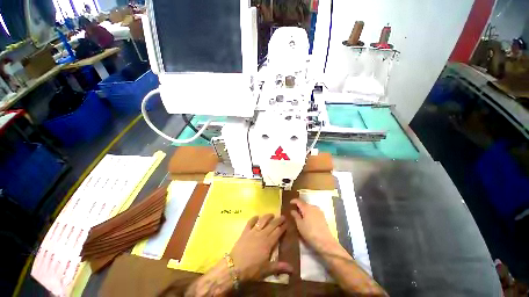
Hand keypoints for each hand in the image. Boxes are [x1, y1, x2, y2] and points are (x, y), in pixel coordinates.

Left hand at [230, 214, 292, 280]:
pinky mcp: (245, 232)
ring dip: (267, 216)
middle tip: (283, 216)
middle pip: (272, 225)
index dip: (283, 227)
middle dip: (278, 220)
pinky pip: (250, 222)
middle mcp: (262, 234)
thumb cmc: (252, 269)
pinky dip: (254, 218)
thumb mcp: (267, 270)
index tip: (287, 223)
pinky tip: (256, 216)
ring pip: (262, 221)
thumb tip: (293, 269)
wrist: (235, 267)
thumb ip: (280, 267)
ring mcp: (253, 231)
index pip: (278, 232)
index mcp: (268, 242)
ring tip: (272, 214)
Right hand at [290, 199, 336, 252]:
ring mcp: (319, 211)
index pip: (299, 201)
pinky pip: (314, 211)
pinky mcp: (323, 216)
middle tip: (295, 210)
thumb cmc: (310, 232)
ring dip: (305, 209)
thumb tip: (292, 210)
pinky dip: (310, 212)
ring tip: (301, 214)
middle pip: (304, 203)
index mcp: (306, 207)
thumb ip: (295, 216)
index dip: (294, 201)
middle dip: (299, 206)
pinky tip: (308, 218)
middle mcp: (313, 206)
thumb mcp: (300, 225)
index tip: (290, 203)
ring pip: (309, 207)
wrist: (325, 241)